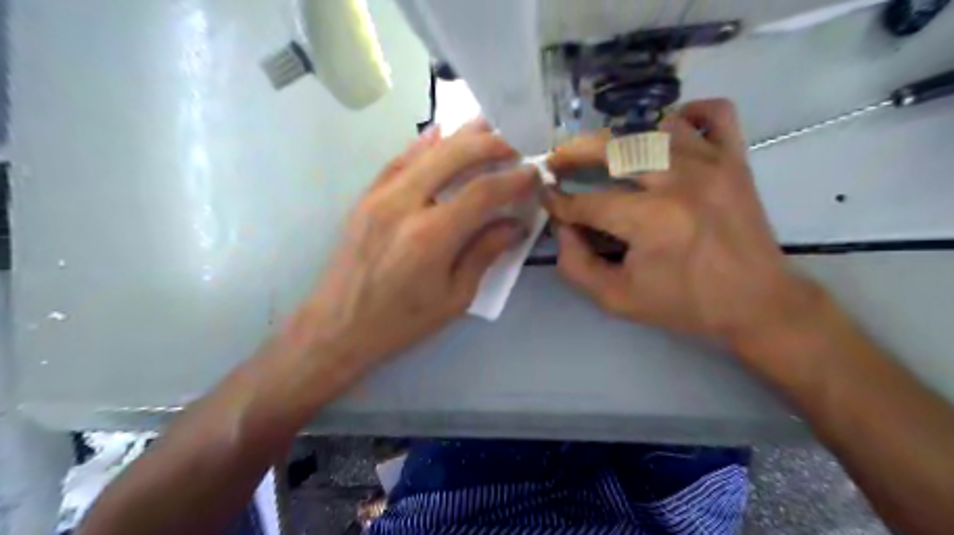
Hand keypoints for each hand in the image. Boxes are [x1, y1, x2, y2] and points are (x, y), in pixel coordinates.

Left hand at [302, 118, 535, 364]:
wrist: (338, 327)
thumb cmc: (401, 322)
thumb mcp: (454, 298)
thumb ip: (484, 254)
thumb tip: (514, 225)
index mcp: (431, 236)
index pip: (482, 192)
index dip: (512, 180)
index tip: (532, 174)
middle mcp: (404, 205)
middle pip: (453, 157)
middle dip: (488, 144)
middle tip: (513, 145)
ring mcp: (380, 196)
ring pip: (425, 151)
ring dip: (459, 136)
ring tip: (486, 126)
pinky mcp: (365, 198)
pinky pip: (397, 161)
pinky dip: (421, 145)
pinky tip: (437, 134)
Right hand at [544, 98, 819, 345]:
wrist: (757, 302)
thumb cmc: (685, 304)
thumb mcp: (617, 299)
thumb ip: (576, 265)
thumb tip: (563, 227)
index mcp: (650, 220)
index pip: (587, 202)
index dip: (560, 202)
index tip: (547, 199)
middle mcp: (679, 181)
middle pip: (613, 149)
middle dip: (574, 153)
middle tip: (558, 161)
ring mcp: (711, 164)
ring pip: (654, 127)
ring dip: (622, 139)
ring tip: (607, 157)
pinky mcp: (735, 159)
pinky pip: (715, 114)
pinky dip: (688, 114)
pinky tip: (668, 133)